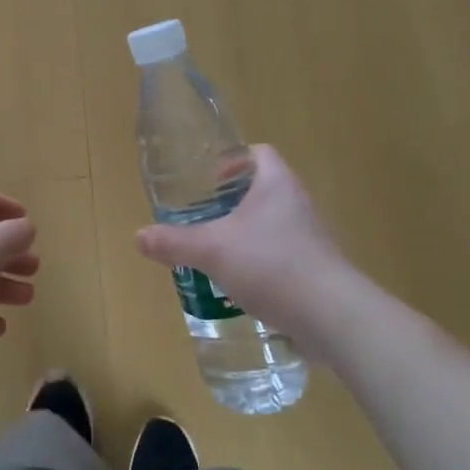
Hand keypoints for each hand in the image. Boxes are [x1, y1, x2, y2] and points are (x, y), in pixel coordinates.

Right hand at [135, 145, 354, 356]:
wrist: (331, 315)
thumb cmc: (271, 264)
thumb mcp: (212, 250)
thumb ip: (174, 242)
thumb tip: (139, 236)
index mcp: (277, 184)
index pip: (260, 153)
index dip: (235, 160)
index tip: (211, 180)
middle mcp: (299, 204)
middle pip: (265, 190)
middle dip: (234, 202)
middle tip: (205, 218)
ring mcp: (312, 239)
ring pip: (273, 226)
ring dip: (247, 236)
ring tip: (218, 253)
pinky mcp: (317, 270)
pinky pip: (284, 257)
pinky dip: (262, 264)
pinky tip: (242, 286)